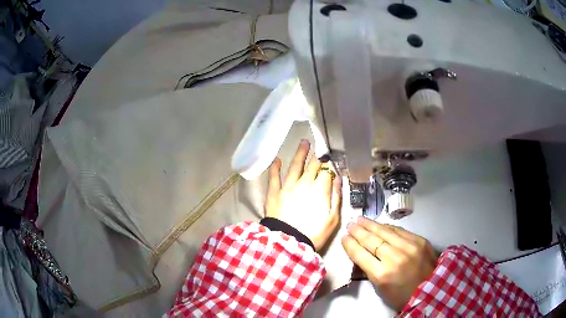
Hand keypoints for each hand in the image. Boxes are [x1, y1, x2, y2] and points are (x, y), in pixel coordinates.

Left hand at [265, 140, 341, 250]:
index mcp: (320, 189)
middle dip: (317, 157)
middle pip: (312, 166)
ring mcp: (287, 186)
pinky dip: (276, 168)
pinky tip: (277, 160)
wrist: (289, 243)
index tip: (331, 162)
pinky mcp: (274, 193)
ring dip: (300, 153)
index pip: (326, 171)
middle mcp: (304, 182)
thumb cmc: (315, 233)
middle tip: (319, 149)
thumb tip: (337, 179)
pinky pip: (274, 177)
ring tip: (303, 142)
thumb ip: (336, 197)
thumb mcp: (333, 219)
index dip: (329, 166)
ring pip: (294, 165)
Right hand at [342, 217, 437, 311]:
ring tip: (361, 219)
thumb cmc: (402, 296)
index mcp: (382, 274)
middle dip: (359, 231)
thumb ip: (371, 270)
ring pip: (385, 232)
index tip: (344, 237)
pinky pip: (400, 230)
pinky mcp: (419, 240)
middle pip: (372, 240)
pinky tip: (380, 224)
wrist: (431, 290)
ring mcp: (409, 246)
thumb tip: (362, 254)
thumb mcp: (381, 289)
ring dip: (371, 225)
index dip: (350, 244)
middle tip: (350, 224)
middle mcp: (395, 257)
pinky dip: (387, 227)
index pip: (361, 254)